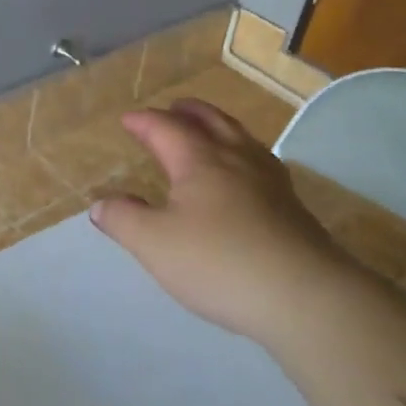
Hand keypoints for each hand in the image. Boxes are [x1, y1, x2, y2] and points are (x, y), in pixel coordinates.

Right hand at [90, 101, 341, 341]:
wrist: (305, 297)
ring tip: (211, 131)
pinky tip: (247, 175)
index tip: (128, 120)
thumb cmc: (219, 263)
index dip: (144, 122)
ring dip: (220, 127)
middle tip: (173, 108)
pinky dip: (244, 154)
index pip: (166, 128)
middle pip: (211, 122)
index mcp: (200, 161)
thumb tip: (100, 204)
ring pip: (242, 139)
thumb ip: (124, 220)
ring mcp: (270, 181)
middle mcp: (237, 160)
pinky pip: (262, 163)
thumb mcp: (154, 244)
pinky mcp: (293, 207)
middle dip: (188, 112)